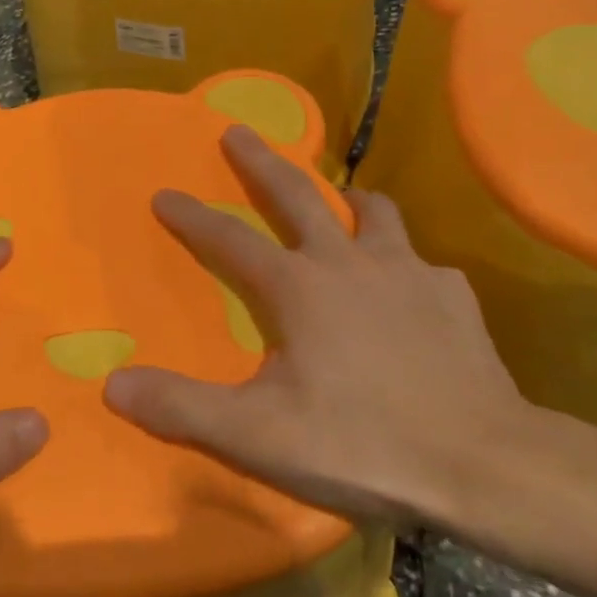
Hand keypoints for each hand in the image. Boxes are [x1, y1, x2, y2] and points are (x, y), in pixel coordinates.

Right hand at [104, 125, 532, 531]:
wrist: (484, 465)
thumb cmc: (363, 443)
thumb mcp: (258, 436)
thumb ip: (183, 408)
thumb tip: (113, 386)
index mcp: (299, 287)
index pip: (230, 240)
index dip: (193, 216)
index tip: (164, 192)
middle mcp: (349, 262)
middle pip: (298, 194)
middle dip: (261, 161)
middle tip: (238, 132)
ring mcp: (408, 271)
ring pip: (373, 212)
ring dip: (348, 201)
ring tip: (341, 203)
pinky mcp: (451, 295)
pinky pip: (422, 264)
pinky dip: (406, 266)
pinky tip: (409, 291)